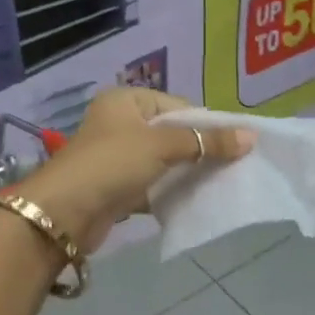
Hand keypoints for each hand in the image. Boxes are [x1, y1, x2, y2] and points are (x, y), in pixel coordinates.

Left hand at [19, 89, 252, 253]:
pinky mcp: (116, 187)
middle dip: (199, 148)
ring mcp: (117, 157)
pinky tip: (195, 200)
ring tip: (220, 181)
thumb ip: (206, 141)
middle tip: (233, 163)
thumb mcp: (163, 146)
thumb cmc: (112, 163)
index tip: (235, 143)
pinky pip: (153, 184)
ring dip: (187, 171)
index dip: (205, 123)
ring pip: (163, 161)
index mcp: (126, 101)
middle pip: (171, 133)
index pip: (177, 105)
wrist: (63, 214)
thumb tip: (251, 137)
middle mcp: (120, 123)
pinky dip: (171, 191)